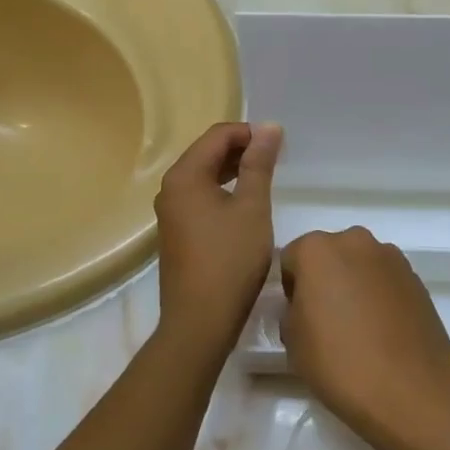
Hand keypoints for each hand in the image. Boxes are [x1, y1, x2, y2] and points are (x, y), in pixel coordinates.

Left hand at [153, 121, 281, 360]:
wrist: (199, 321)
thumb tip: (268, 127)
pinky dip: (223, 190)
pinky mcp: (176, 231)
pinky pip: (200, 195)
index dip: (250, 133)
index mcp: (185, 175)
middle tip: (276, 160)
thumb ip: (259, 164)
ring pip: (204, 174)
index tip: (278, 145)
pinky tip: (245, 204)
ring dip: (234, 169)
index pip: (218, 135)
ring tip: (265, 178)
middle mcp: (170, 187)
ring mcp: (170, 211)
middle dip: (242, 149)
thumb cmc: (230, 260)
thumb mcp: (252, 207)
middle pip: (207, 151)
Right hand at [279, 227, 449, 449]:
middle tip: (326, 321)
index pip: (291, 259)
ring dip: (354, 284)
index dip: (291, 289)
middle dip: (324, 280)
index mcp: (317, 250)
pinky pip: (384, 279)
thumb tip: (305, 307)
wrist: (411, 387)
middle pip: (329, 255)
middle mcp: (354, 241)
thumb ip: (292, 312)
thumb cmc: (340, 362)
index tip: (298, 318)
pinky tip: (382, 329)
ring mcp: (389, 256)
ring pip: (359, 265)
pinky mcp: (415, 275)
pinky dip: (379, 294)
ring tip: (358, 328)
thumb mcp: (293, 342)